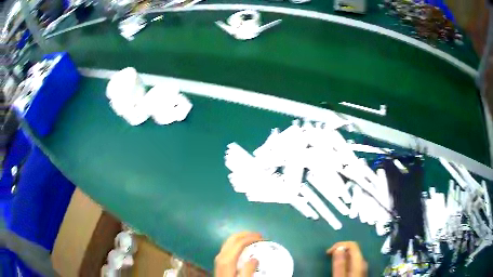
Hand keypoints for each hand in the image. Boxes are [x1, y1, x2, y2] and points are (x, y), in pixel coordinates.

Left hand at [214, 232, 262, 276]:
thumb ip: (248, 270)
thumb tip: (255, 259)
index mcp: (226, 259)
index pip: (239, 242)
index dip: (251, 238)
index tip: (263, 239)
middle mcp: (221, 255)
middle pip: (232, 238)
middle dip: (246, 234)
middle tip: (259, 236)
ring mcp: (219, 258)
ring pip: (229, 241)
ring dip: (241, 238)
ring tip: (254, 240)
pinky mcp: (220, 261)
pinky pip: (229, 247)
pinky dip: (237, 243)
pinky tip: (245, 248)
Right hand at [327, 241, 367, 276]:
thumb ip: (340, 264)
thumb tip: (339, 248)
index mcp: (359, 262)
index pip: (352, 245)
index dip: (339, 245)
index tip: (327, 253)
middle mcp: (363, 262)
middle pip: (353, 250)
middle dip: (340, 250)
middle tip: (328, 257)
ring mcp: (362, 268)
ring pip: (352, 256)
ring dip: (341, 256)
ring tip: (331, 262)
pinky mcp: (359, 273)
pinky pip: (352, 263)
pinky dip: (344, 262)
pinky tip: (339, 268)